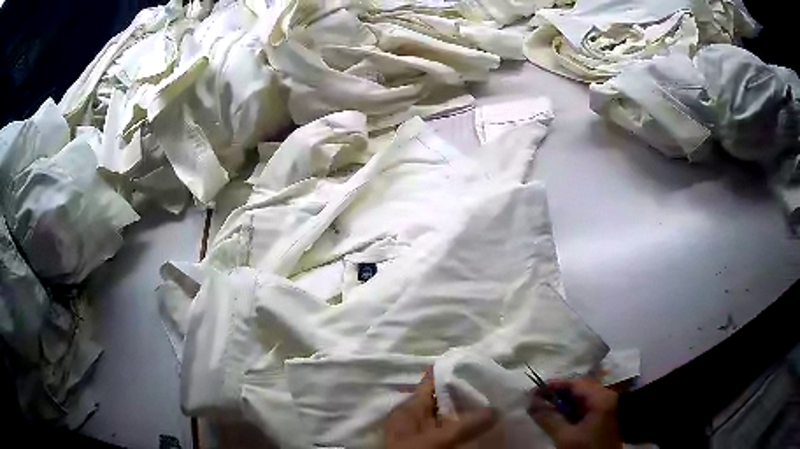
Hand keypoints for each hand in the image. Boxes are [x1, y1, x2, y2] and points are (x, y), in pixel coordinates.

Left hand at [385, 370, 497, 448]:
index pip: (432, 383)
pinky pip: (452, 431)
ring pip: (450, 416)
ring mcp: (424, 432)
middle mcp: (416, 417)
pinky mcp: (434, 444)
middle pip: (444, 399)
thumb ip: (465, 424)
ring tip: (496, 403)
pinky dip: (466, 427)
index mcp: (410, 409)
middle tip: (495, 388)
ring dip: (469, 412)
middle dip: (467, 394)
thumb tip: (495, 409)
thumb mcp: (437, 440)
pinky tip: (485, 426)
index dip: (454, 373)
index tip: (479, 366)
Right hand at [528, 378, 621, 448]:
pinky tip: (559, 417)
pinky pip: (585, 407)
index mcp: (601, 398)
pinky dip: (571, 410)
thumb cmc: (587, 448)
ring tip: (545, 409)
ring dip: (563, 402)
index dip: (554, 385)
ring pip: (582, 398)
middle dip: (558, 394)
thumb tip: (531, 403)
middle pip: (579, 389)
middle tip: (537, 400)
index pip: (576, 384)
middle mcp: (606, 397)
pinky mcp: (604, 416)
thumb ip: (548, 419)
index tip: (534, 391)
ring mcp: (607, 406)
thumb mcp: (565, 437)